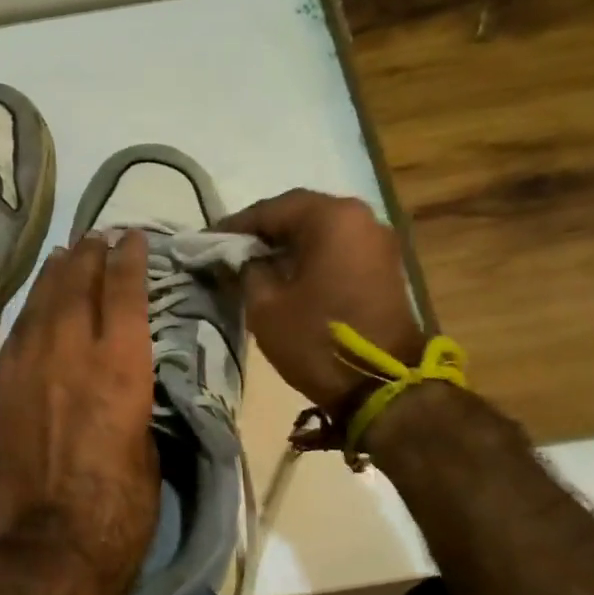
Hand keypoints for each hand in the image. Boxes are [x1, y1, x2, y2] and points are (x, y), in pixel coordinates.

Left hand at [0, 232, 158, 588]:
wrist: (49, 549)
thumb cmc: (119, 512)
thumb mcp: (150, 452)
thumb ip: (137, 405)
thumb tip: (128, 386)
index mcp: (119, 368)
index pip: (123, 294)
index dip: (129, 260)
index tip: (132, 237)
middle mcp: (70, 354)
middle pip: (76, 287)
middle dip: (88, 256)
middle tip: (95, 236)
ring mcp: (27, 369)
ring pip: (40, 305)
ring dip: (55, 276)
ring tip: (65, 256)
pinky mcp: (0, 391)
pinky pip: (15, 335)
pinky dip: (29, 313)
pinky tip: (35, 307)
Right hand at [221, 190, 424, 408]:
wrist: (381, 384)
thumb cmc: (316, 338)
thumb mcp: (265, 305)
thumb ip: (248, 270)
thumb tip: (245, 259)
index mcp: (331, 218)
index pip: (272, 210)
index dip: (236, 226)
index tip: (208, 240)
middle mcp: (360, 218)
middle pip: (300, 215)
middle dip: (264, 232)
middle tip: (231, 250)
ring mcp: (377, 242)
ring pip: (321, 232)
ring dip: (288, 245)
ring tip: (255, 265)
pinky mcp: (384, 266)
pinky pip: (338, 250)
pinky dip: (311, 257)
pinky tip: (287, 276)